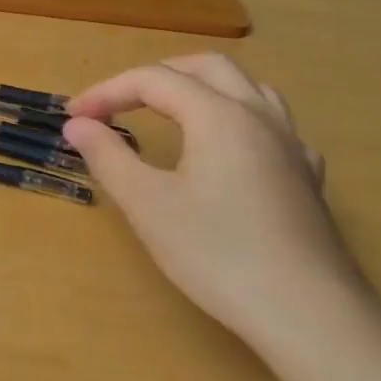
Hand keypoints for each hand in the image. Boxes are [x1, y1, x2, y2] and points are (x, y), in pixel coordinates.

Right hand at [65, 54, 369, 356]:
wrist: (307, 313)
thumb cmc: (217, 254)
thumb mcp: (147, 204)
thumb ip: (108, 156)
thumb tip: (77, 124)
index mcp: (218, 115)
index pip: (153, 80)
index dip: (107, 91)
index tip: (73, 116)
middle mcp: (259, 117)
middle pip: (206, 67)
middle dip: (155, 76)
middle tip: (118, 103)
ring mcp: (291, 146)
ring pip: (248, 87)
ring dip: (201, 87)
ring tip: (171, 110)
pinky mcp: (307, 177)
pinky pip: (273, 124)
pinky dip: (238, 118)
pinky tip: (230, 149)